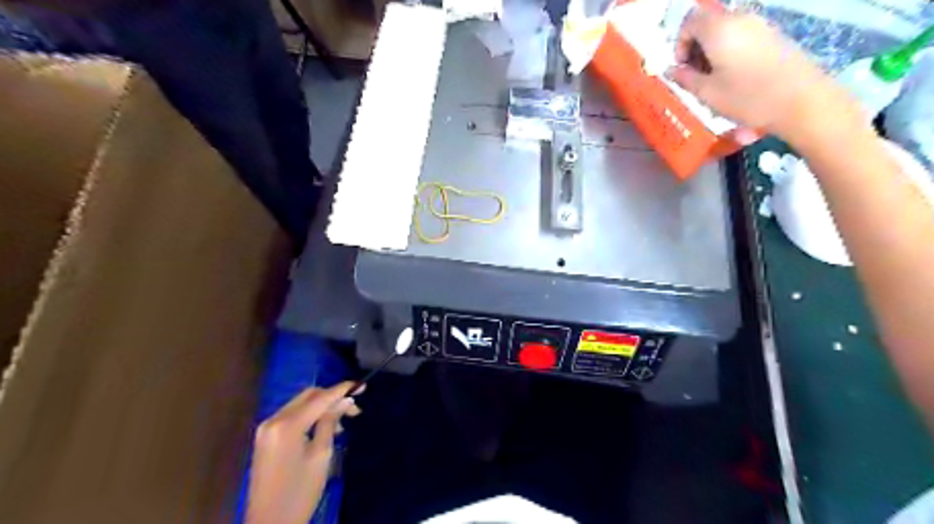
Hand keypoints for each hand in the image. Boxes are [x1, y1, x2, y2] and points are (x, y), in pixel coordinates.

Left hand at [245, 381, 362, 523]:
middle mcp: (273, 420)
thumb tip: (345, 401)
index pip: (319, 398)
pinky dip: (310, 416)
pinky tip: (324, 427)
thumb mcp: (321, 455)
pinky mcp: (266, 437)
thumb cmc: (300, 492)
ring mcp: (267, 428)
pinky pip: (292, 416)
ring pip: (300, 405)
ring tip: (342, 422)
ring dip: (322, 407)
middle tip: (354, 408)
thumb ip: (331, 422)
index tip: (361, 385)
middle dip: (332, 398)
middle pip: (308, 396)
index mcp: (287, 425)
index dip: (341, 390)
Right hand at [667, 7, 834, 139]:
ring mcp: (760, 26)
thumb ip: (685, 79)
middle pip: (708, 23)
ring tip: (713, 80)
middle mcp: (740, 19)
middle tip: (694, 76)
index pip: (690, 21)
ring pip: (725, 31)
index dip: (680, 43)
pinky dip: (729, 52)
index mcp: (720, 30)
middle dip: (695, 47)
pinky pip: (742, 37)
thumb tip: (671, 70)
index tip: (681, 67)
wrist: (800, 101)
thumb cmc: (747, 98)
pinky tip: (733, 77)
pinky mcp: (773, 36)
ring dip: (712, 51)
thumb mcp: (707, 93)